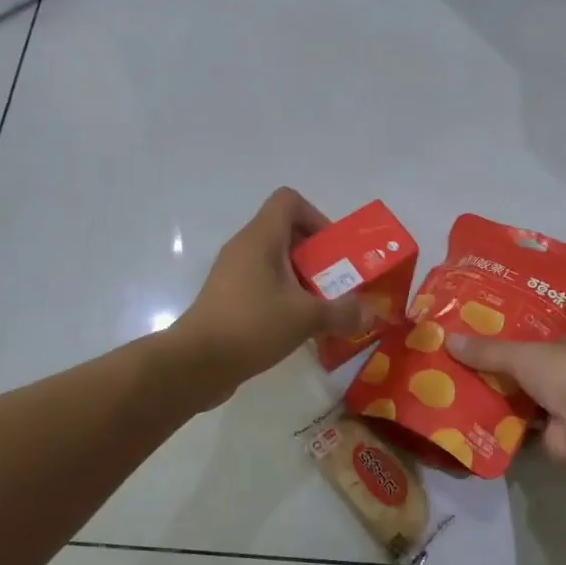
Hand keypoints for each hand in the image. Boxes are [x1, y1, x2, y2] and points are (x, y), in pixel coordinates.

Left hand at [172, 188, 372, 397]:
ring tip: (324, 309)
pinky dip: (285, 298)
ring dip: (303, 280)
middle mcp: (245, 248)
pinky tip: (299, 328)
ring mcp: (233, 274)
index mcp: (261, 237)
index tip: (333, 251)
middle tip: (338, 283)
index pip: (288, 201)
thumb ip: (342, 312)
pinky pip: (264, 285)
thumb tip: (370, 315)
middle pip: (287, 232)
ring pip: (276, 262)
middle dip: (317, 256)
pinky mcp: (229, 299)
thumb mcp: (305, 317)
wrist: (195, 364)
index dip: (316, 217)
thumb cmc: (252, 325)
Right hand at [446, 330, 565, 470]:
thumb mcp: (521, 354)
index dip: (521, 327)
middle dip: (502, 362)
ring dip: (498, 392)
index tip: (490, 324)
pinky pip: (517, 421)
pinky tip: (471, 414)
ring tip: (460, 382)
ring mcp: (562, 402)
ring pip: (523, 392)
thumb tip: (448, 340)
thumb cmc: (563, 374)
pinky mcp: (551, 430)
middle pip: (530, 363)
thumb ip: (487, 350)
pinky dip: (498, 420)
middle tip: (464, 354)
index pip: (546, 329)